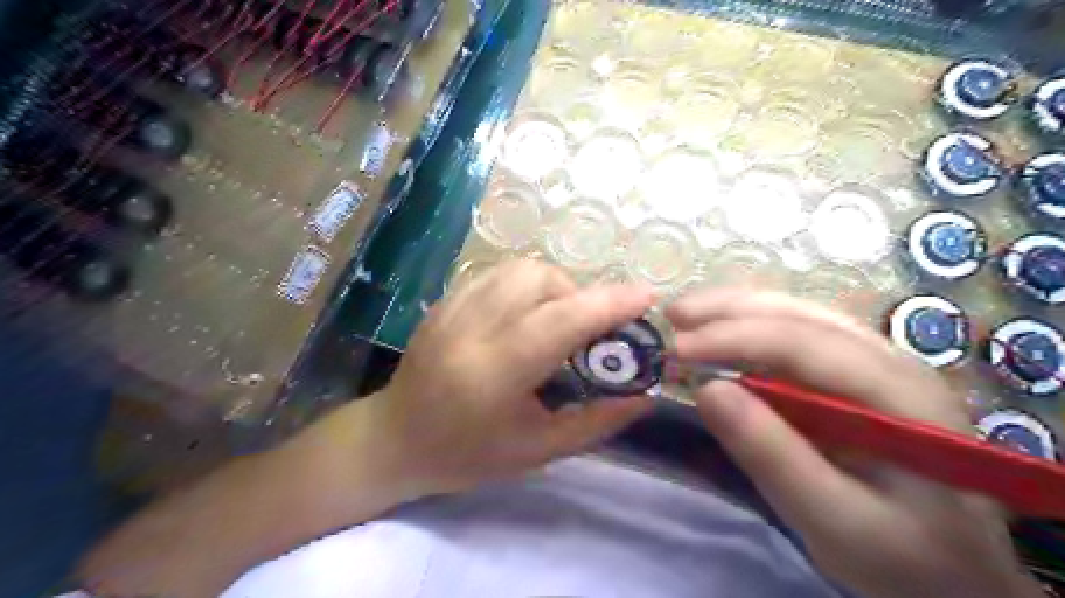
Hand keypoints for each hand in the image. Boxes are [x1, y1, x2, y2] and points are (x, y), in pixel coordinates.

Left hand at [369, 260, 658, 496]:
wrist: (395, 439)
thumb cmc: (468, 455)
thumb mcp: (539, 451)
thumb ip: (597, 421)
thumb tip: (645, 395)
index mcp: (494, 374)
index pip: (560, 321)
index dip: (608, 303)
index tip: (646, 297)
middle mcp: (471, 330)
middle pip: (539, 280)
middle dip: (580, 296)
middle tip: (588, 331)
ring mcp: (452, 309)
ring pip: (519, 269)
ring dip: (553, 286)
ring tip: (556, 321)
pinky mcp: (444, 301)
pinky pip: (498, 273)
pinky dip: (526, 285)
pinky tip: (525, 314)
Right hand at [663, 290, 1042, 596]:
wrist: (953, 576)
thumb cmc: (902, 558)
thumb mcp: (834, 522)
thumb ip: (773, 456)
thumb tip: (707, 390)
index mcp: (900, 393)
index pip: (804, 342)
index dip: (734, 337)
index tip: (677, 348)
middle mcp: (890, 360)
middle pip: (800, 313)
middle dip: (730, 309)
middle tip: (673, 316)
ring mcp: (872, 364)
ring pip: (796, 316)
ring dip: (736, 311)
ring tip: (686, 316)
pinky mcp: (851, 377)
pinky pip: (794, 337)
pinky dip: (748, 331)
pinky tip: (719, 336)